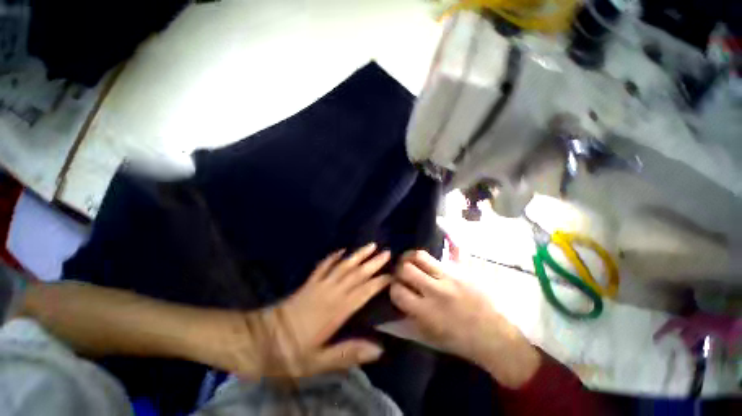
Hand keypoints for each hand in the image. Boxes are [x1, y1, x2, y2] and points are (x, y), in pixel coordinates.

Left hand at [209, 244, 390, 378]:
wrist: (257, 340)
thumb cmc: (289, 354)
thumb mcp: (319, 362)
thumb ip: (349, 353)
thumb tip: (378, 349)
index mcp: (336, 310)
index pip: (363, 292)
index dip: (379, 282)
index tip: (392, 274)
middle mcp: (330, 292)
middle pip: (356, 273)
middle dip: (373, 263)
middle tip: (387, 252)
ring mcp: (318, 284)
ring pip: (343, 265)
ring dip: (358, 255)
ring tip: (370, 245)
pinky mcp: (309, 283)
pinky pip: (323, 265)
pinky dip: (333, 256)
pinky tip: (341, 250)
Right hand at [390, 250, 540, 387]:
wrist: (495, 336)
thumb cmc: (460, 341)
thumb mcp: (429, 335)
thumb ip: (409, 316)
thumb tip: (397, 297)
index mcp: (426, 312)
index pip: (398, 291)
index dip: (393, 288)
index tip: (396, 289)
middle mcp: (436, 291)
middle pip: (406, 268)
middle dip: (398, 269)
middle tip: (401, 273)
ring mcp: (450, 277)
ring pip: (420, 256)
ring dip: (411, 258)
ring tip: (411, 262)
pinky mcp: (462, 269)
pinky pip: (445, 252)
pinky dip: (433, 255)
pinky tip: (429, 257)